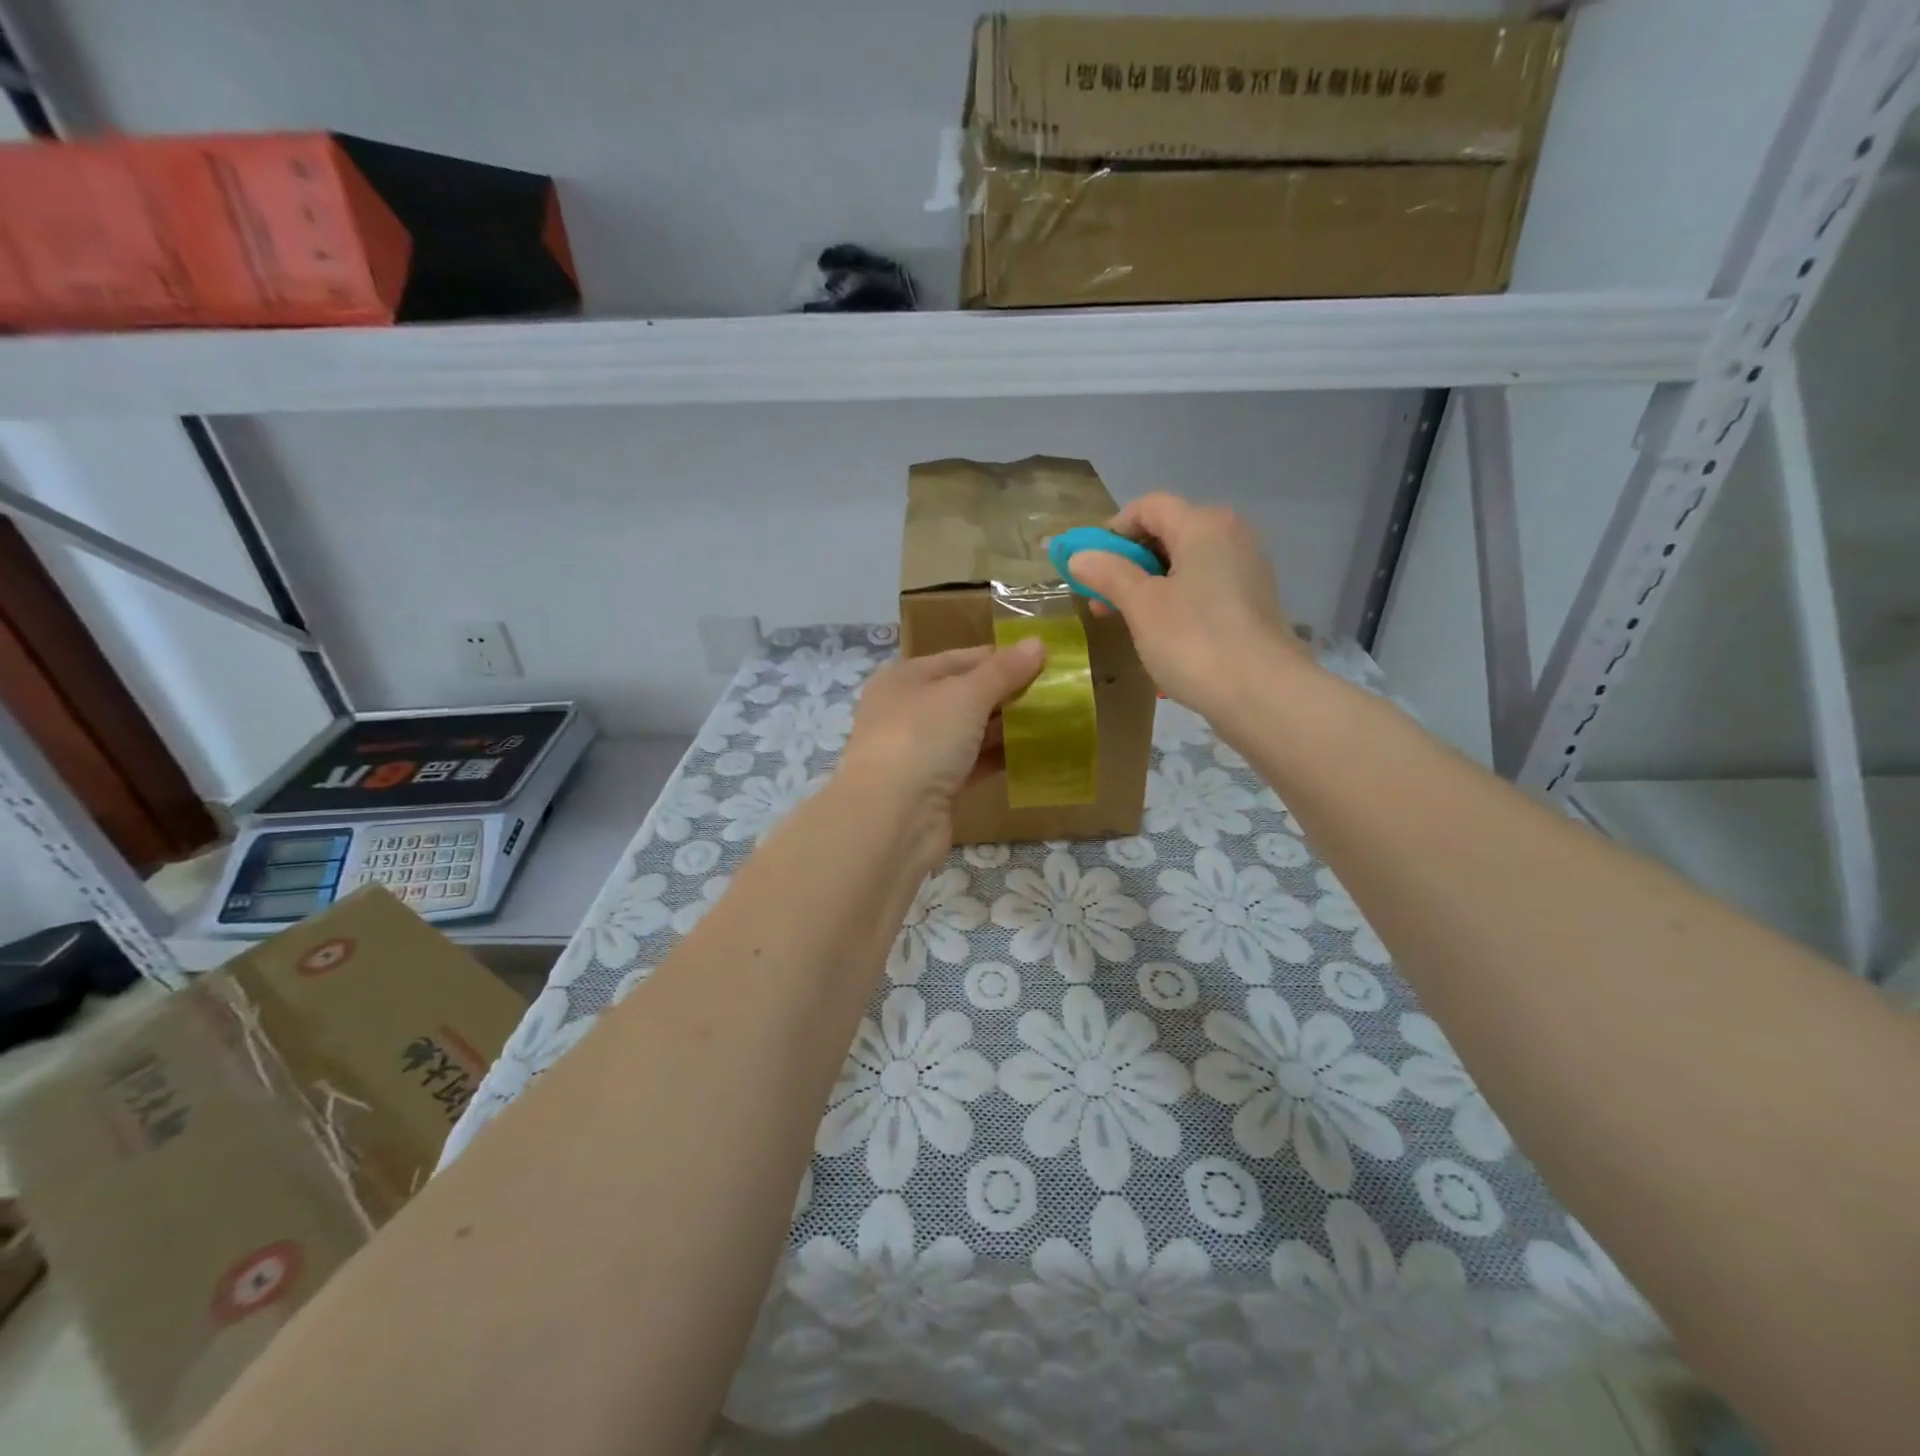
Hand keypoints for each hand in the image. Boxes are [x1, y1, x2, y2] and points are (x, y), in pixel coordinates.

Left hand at [836, 641, 1045, 857]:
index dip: (1002, 658)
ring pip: (969, 732)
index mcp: (905, 678)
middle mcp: (907, 710)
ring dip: (1006, 729)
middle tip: (1055, 695)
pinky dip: (997, 760)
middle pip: (965, 695)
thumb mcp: (966, 695)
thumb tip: (1038, 642)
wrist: (889, 818)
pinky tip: (1032, 756)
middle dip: (1008, 695)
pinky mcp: (932, 788)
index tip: (1045, 662)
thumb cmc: (922, 738)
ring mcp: (918, 751)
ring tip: (1052, 724)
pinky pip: (971, 765)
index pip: (961, 658)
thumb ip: (1003, 671)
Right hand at [1068, 492, 1306, 720]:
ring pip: (1185, 562)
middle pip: (1168, 532)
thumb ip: (1108, 573)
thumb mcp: (1141, 605)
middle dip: (1128, 562)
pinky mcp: (1253, 601)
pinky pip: (1204, 586)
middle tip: (1101, 600)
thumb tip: (1079, 556)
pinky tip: (1162, 633)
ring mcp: (1247, 568)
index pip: (1149, 506)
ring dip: (1149, 584)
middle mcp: (1231, 535)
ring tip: (1127, 620)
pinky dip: (1176, 599)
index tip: (1090, 567)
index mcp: (1203, 524)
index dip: (1113, 531)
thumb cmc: (1193, 640)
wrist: (1262, 693)